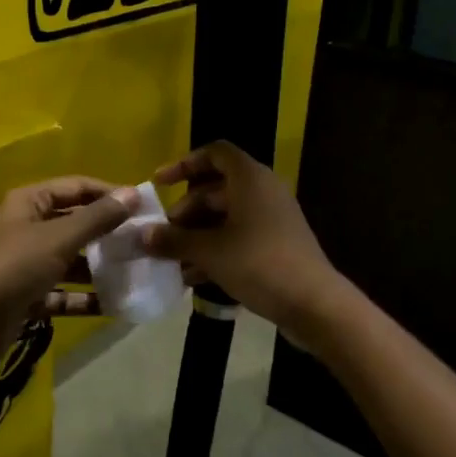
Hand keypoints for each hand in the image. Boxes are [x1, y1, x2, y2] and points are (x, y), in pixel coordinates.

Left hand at [0, 177, 138, 362]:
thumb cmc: (16, 266)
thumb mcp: (60, 237)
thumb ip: (98, 217)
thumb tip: (133, 193)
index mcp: (28, 202)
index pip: (75, 187)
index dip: (108, 193)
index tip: (142, 205)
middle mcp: (25, 227)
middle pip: (73, 223)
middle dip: (106, 232)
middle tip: (141, 241)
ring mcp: (25, 263)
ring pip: (69, 259)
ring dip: (97, 267)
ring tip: (133, 273)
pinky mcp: (26, 295)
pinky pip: (61, 291)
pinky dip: (83, 297)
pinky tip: (112, 305)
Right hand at [141, 142, 344, 329]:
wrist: (314, 303)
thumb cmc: (258, 263)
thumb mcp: (209, 251)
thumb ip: (173, 240)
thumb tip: (141, 235)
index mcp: (249, 178)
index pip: (214, 153)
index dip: (184, 164)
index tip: (159, 185)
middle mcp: (262, 191)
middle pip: (215, 189)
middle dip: (186, 212)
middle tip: (163, 236)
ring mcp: (272, 219)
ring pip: (225, 217)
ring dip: (197, 236)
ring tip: (172, 261)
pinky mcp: (277, 245)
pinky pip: (239, 237)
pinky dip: (216, 250)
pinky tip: (194, 278)